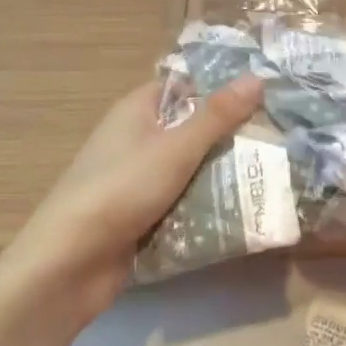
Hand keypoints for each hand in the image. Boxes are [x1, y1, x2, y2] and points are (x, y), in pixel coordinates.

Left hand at [1, 74, 263, 326]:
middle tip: (278, 138)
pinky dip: (205, 205)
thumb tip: (257, 77)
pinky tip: (242, 210)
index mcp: (138, 109)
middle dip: (230, 136)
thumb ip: (218, 115)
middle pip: (192, 128)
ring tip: (272, 174)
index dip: (222, 88)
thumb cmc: (120, 190)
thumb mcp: (176, 148)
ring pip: (190, 167)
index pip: (187, 86)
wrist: (66, 267)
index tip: (265, 95)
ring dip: (221, 174)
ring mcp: (137, 179)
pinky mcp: (140, 216)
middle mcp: (136, 138)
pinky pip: (181, 201)